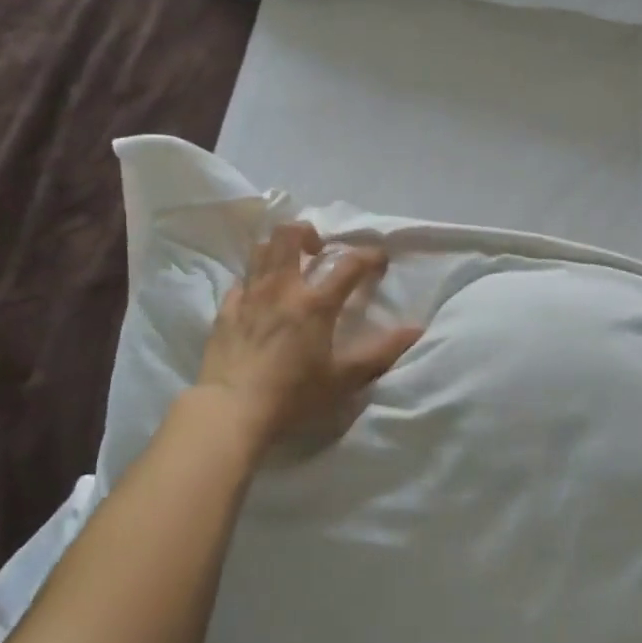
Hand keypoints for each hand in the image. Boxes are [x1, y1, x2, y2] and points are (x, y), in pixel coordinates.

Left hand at [195, 222, 421, 448]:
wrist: (231, 411)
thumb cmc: (293, 395)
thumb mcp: (344, 379)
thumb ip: (381, 352)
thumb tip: (416, 330)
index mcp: (315, 302)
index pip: (349, 264)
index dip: (369, 256)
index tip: (380, 258)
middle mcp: (282, 288)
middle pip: (290, 235)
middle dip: (308, 232)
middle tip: (319, 249)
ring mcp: (249, 296)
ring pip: (261, 249)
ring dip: (278, 247)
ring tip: (289, 264)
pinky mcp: (225, 310)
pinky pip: (240, 280)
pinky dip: (253, 279)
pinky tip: (258, 294)